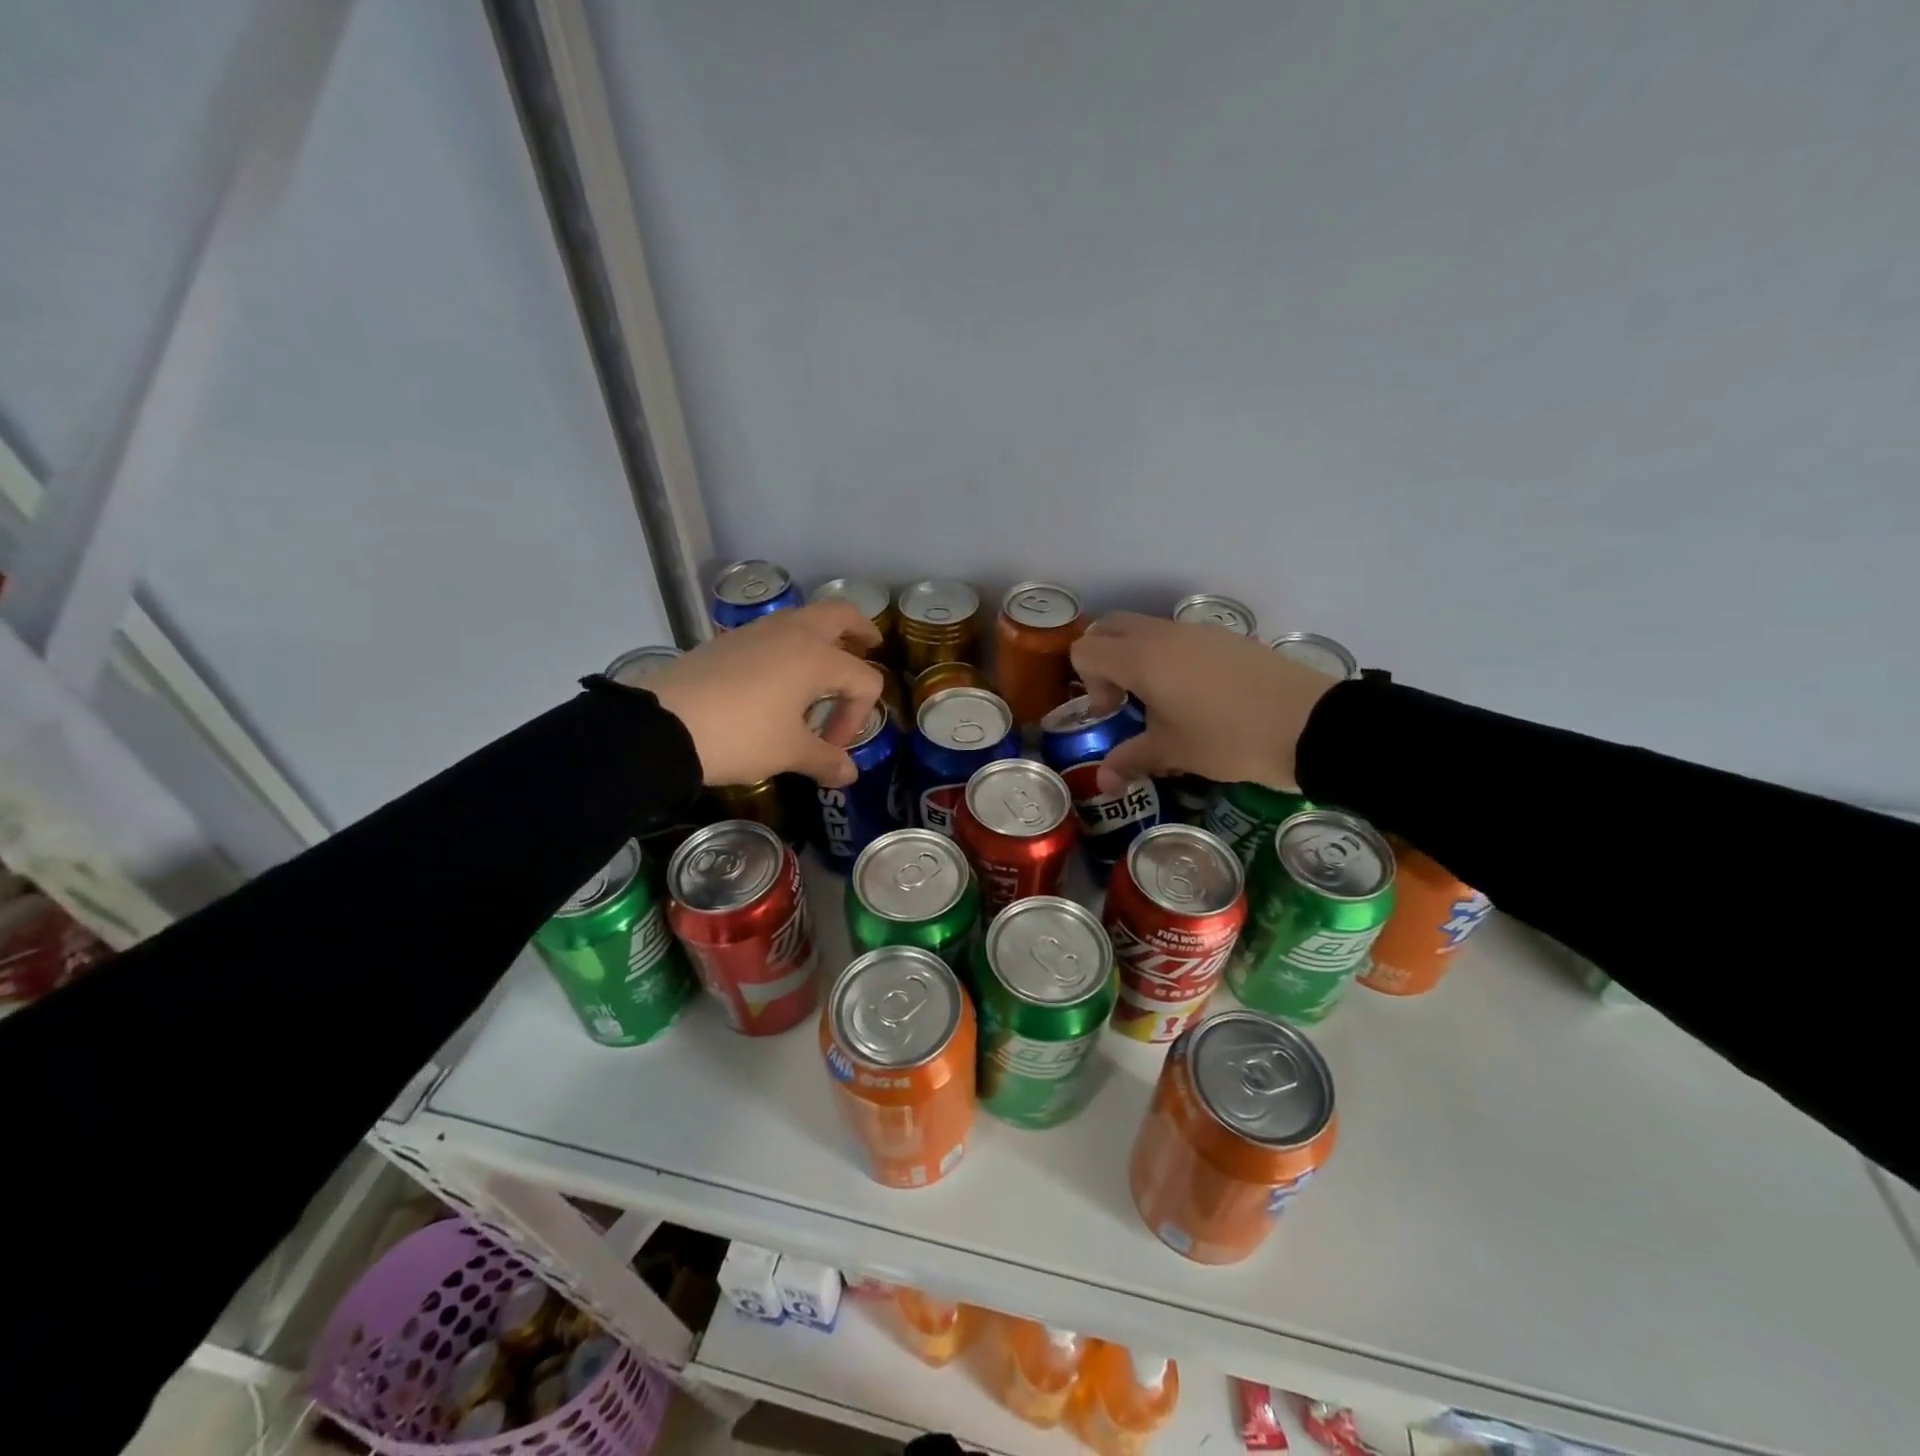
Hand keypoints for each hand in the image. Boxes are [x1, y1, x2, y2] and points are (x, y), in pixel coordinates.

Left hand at [647, 601, 883, 786]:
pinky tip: (779, 678)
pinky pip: (774, 632)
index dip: (857, 716)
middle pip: (840, 615)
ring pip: (804, 618)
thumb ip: (825, 760)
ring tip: (823, 667)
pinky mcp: (730, 640)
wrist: (664, 724)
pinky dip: (790, 645)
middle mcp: (793, 633)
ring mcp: (758, 631)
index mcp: (817, 658)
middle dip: (860, 630)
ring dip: (823, 636)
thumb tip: (848, 775)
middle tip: (869, 646)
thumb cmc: (740, 735)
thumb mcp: (788, 753)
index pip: (863, 680)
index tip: (832, 747)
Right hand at [1069, 612, 1340, 794]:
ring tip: (1163, 704)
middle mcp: (1163, 634)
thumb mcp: (1172, 752)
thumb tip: (1103, 782)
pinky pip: (1180, 638)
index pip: (1085, 650)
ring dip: (1138, 660)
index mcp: (1140, 657)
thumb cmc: (1227, 738)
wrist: (1308, 724)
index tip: (1115, 715)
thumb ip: (1130, 760)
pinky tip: (1198, 698)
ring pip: (1147, 631)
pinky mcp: (1226, 638)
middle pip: (1110, 628)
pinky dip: (1170, 659)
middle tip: (1125, 700)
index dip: (1089, 683)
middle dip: (1104, 661)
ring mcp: (1197, 631)